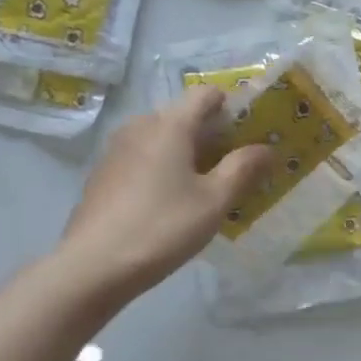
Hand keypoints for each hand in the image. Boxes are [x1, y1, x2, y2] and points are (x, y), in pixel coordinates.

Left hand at [59, 87, 270, 303]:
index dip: (232, 106)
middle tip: (235, 167)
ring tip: (206, 187)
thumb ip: (243, 168)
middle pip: (184, 116)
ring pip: (162, 138)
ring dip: (188, 152)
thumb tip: (267, 148)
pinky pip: (144, 157)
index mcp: (169, 125)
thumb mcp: (215, 200)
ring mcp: (117, 149)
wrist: (94, 266)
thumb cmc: (163, 226)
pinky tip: (172, 202)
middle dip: (212, 134)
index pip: (205, 93)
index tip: (250, 133)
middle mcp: (140, 127)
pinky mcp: (104, 174)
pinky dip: (164, 167)